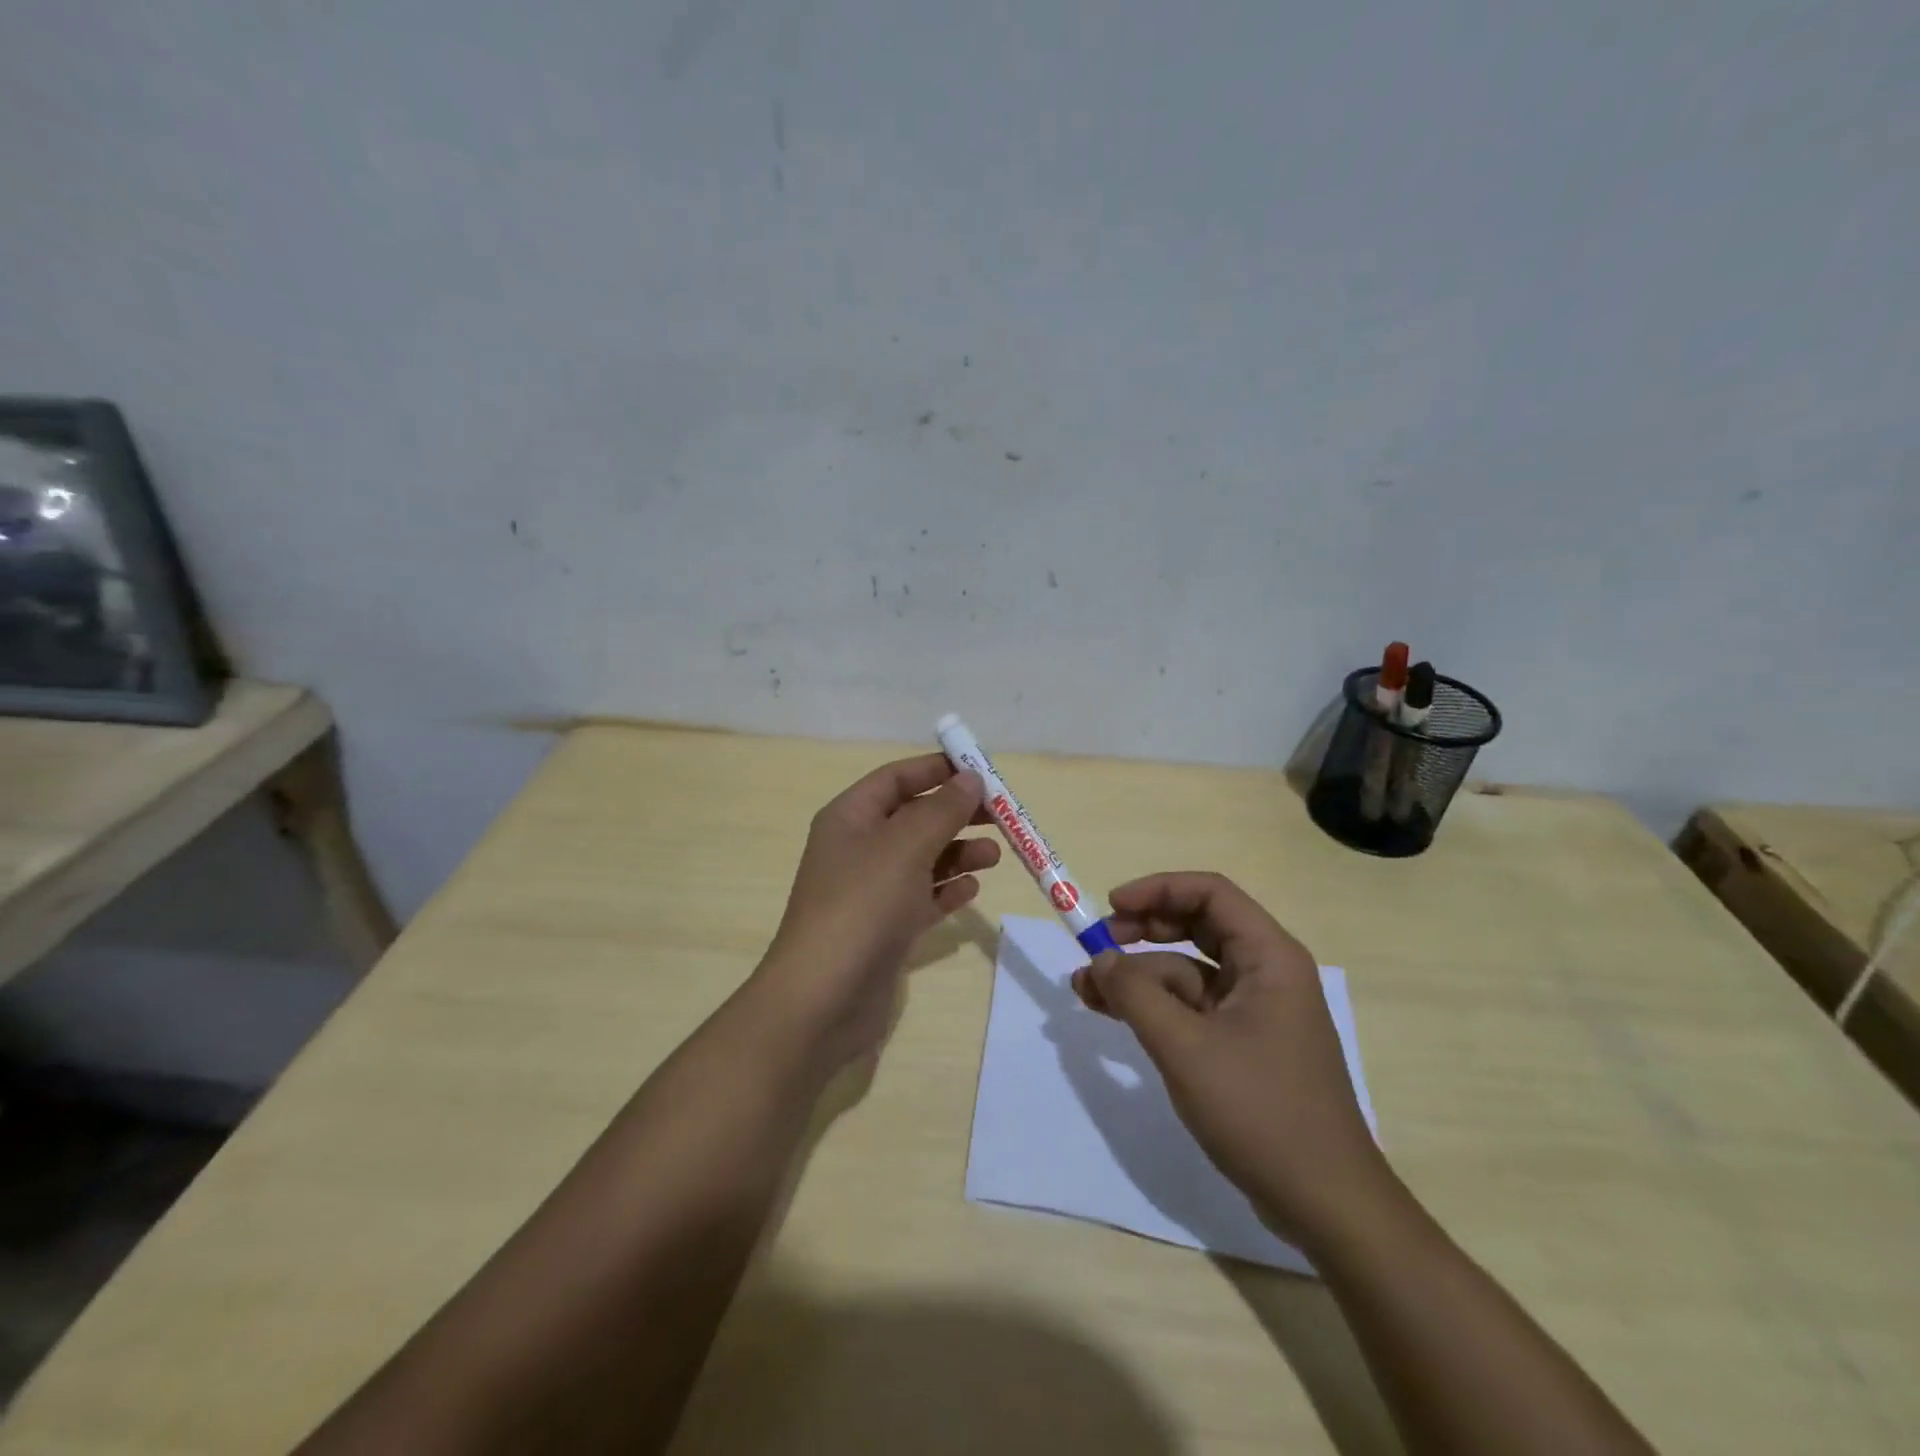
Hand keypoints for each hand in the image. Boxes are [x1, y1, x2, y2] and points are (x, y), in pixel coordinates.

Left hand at [759, 755, 999, 1065]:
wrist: (823, 999)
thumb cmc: (863, 905)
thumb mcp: (905, 846)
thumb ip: (942, 810)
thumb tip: (970, 779)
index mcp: (851, 817)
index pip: (897, 778)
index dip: (937, 769)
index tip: (982, 771)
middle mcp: (858, 848)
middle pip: (914, 817)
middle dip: (956, 814)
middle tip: (1002, 816)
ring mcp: (871, 891)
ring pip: (922, 859)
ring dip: (958, 853)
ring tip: (995, 856)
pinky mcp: (885, 929)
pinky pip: (922, 898)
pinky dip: (947, 890)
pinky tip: (972, 890)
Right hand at [1070, 871, 1397, 1253]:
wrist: (1324, 1203)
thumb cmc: (1260, 1110)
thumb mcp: (1185, 1047)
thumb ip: (1136, 994)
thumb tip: (1099, 959)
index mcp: (1269, 957)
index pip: (1210, 893)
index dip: (1158, 890)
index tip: (1111, 906)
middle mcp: (1265, 973)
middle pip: (1198, 927)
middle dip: (1143, 931)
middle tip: (1097, 944)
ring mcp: (1254, 1011)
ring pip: (1187, 971)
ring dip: (1138, 976)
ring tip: (1085, 990)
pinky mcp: (1242, 1045)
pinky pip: (1191, 1008)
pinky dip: (1153, 1007)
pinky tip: (1114, 1015)